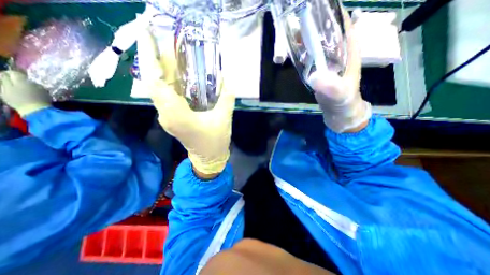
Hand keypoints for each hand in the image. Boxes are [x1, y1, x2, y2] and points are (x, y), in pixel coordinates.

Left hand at [0, 69, 50, 115]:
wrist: (36, 111)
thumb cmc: (43, 100)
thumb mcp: (43, 91)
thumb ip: (34, 84)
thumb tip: (28, 81)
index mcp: (22, 83)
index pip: (14, 73)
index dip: (17, 73)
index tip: (22, 75)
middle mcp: (9, 84)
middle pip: (2, 75)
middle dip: (7, 75)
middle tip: (14, 77)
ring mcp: (3, 90)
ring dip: (3, 80)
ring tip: (11, 83)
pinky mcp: (1, 95)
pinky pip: (0, 87)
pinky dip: (3, 86)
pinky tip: (9, 89)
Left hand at [135, 27, 235, 175]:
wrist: (209, 157)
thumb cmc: (215, 141)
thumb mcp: (223, 119)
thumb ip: (226, 98)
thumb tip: (228, 79)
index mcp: (177, 115)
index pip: (156, 82)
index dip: (150, 58)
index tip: (147, 36)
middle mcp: (166, 114)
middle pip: (153, 83)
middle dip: (153, 59)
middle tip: (157, 38)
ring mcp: (167, 117)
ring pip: (158, 89)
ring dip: (160, 70)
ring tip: (166, 51)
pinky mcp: (171, 118)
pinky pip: (165, 96)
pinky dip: (168, 83)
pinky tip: (175, 74)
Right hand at [308, 11, 373, 132]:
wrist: (339, 114)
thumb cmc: (344, 103)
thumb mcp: (340, 95)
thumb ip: (331, 87)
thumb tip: (315, 77)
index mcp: (350, 52)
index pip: (343, 25)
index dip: (331, 14)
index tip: (315, 10)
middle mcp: (340, 53)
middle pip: (328, 32)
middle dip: (315, 25)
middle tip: (298, 19)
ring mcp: (330, 62)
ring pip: (319, 44)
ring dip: (308, 38)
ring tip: (294, 32)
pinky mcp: (322, 71)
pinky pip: (313, 57)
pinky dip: (305, 53)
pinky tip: (296, 52)